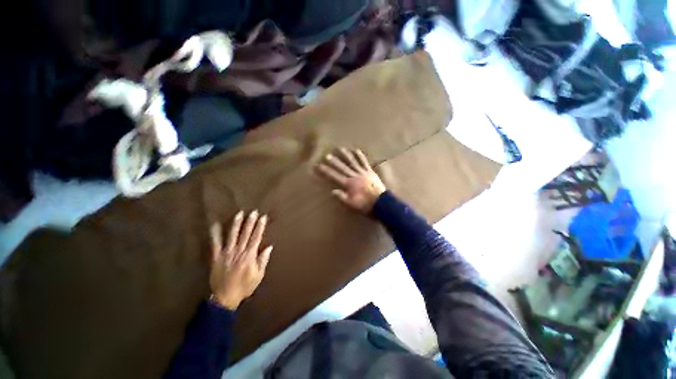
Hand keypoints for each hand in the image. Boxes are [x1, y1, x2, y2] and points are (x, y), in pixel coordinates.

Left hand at [209, 210, 272, 309]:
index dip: (260, 226)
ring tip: (239, 214)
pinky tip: (215, 224)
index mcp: (250, 255)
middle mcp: (239, 251)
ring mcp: (226, 253)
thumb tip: (269, 246)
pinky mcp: (216, 257)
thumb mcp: (259, 275)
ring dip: (236, 224)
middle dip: (250, 222)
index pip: (256, 237)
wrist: (225, 297)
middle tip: (253, 211)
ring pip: (232, 235)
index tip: (263, 217)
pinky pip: (215, 243)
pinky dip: (215, 234)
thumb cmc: (245, 286)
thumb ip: (263, 260)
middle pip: (246, 234)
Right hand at [317, 148, 385, 213]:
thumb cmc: (365, 204)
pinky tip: (356, 150)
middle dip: (334, 161)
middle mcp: (354, 176)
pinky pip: (364, 162)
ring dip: (346, 155)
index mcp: (349, 184)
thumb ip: (342, 197)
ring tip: (340, 148)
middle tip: (327, 155)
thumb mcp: (352, 204)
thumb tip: (332, 191)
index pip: (334, 176)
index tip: (319, 166)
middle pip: (342, 167)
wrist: (381, 202)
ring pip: (352, 162)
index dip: (326, 171)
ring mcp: (362, 172)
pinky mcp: (369, 171)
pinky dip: (360, 156)